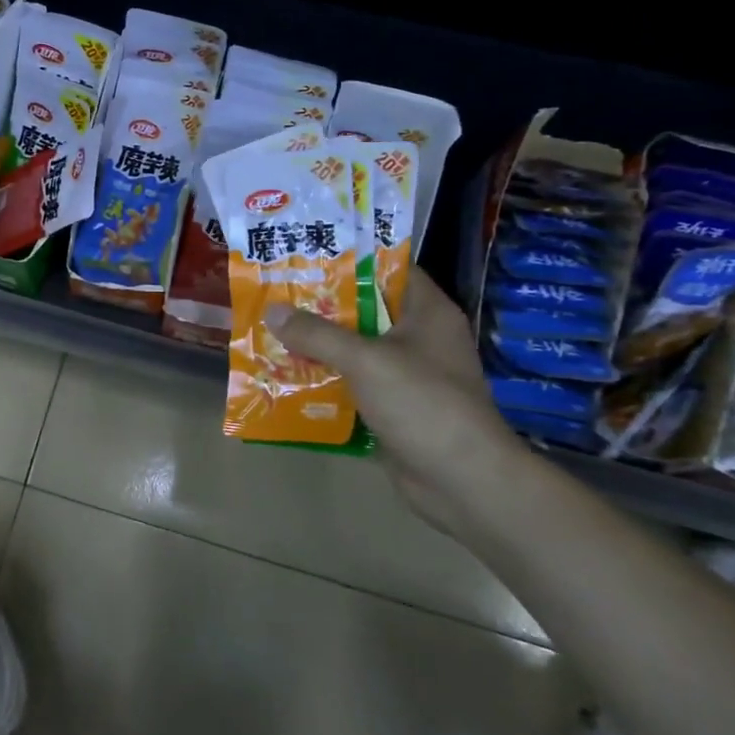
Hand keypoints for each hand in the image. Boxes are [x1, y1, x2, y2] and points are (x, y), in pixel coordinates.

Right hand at [266, 272, 528, 530]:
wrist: (462, 481)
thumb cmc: (423, 404)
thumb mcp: (366, 360)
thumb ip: (318, 333)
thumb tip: (272, 310)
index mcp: (427, 312)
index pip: (389, 268)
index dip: (350, 258)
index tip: (307, 253)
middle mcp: (419, 338)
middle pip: (365, 309)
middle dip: (322, 303)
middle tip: (276, 291)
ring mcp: (407, 375)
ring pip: (356, 349)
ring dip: (319, 344)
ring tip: (272, 329)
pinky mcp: (394, 407)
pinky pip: (354, 384)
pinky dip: (325, 380)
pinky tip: (287, 375)